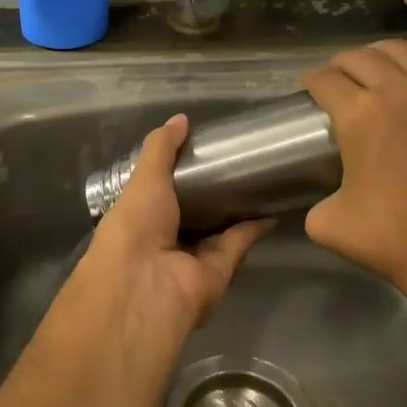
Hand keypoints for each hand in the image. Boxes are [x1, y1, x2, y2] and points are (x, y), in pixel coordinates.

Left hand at [71, 114, 271, 345]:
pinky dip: (254, 227)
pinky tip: (272, 205)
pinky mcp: (219, 272)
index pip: (160, 195)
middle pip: (193, 214)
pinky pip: (238, 244)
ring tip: (260, 179)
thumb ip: (162, 149)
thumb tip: (180, 119)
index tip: (200, 151)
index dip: (177, 175)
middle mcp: (164, 240)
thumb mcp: (144, 179)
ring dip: (237, 210)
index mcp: (139, 219)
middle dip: (212, 193)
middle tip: (238, 162)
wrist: (146, 286)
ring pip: (218, 231)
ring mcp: (192, 259)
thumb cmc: (134, 227)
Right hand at [303, 33, 406, 316]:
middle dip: (338, 65)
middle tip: (333, 82)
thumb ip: (314, 198)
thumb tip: (320, 196)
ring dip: (378, 52)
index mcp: (358, 116)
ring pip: (401, 50)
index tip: (307, 91)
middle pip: (359, 58)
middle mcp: (397, 93)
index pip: (325, 81)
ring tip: (369, 65)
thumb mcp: (326, 222)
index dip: (310, 82)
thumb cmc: (391, 239)